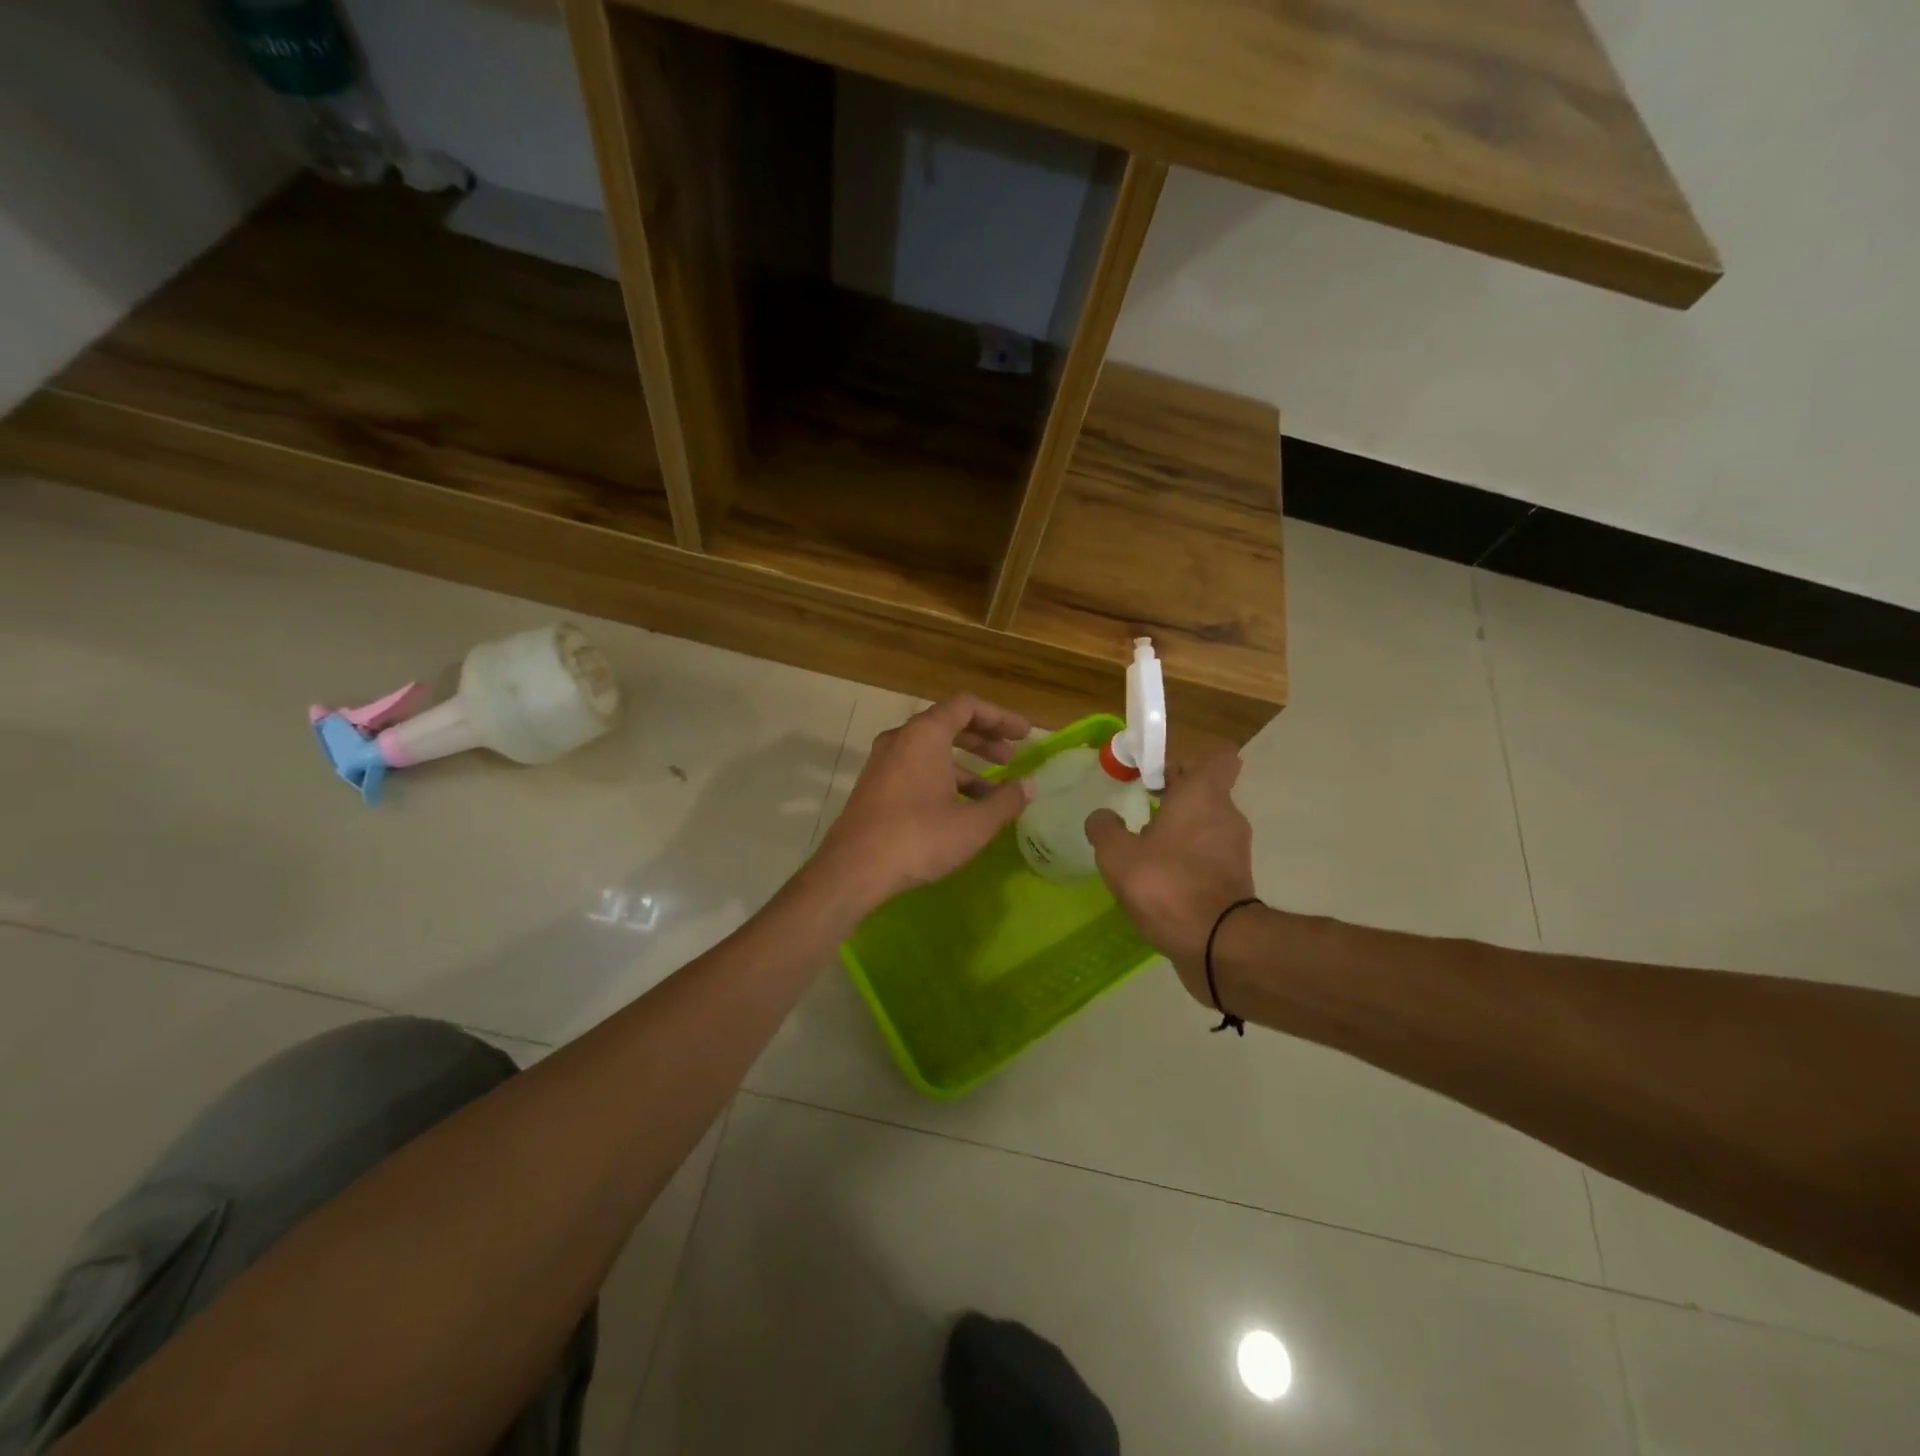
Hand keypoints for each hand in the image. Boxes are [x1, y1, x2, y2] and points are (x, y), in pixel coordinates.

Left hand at [816, 695, 1035, 908]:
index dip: (1000, 717)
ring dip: (965, 764)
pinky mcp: (875, 786)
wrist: (853, 869)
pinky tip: (961, 808)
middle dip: (984, 739)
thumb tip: (1028, 786)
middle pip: (949, 725)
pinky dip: (942, 778)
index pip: (967, 706)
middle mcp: (901, 739)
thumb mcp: (973, 823)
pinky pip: (915, 769)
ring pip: (931, 750)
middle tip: (1011, 757)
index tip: (1025, 735)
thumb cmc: (918, 838)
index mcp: (924, 735)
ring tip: (993, 791)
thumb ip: (1005, 801)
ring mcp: (883, 762)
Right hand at [1086, 752, 1256, 999]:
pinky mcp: (1237, 881)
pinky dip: (1189, 863)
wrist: (1218, 945)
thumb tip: (1101, 817)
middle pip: (1205, 793)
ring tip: (1146, 854)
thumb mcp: (1117, 855)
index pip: (1216, 758)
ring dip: (1181, 834)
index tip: (1156, 777)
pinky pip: (1209, 858)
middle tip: (1140, 814)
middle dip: (1175, 800)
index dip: (1186, 763)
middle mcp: (1226, 815)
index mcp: (1202, 795)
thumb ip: (1104, 829)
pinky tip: (1161, 883)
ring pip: (1206, 827)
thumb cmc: (1166, 885)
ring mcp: (1235, 850)